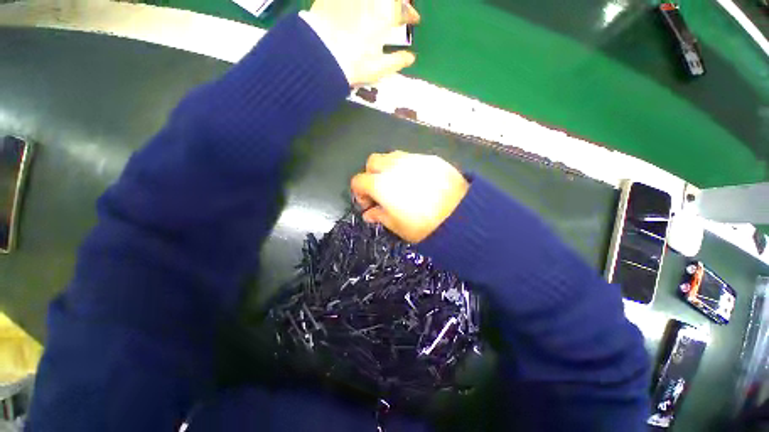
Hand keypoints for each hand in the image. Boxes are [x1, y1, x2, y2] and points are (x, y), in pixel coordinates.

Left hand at [306, 0, 420, 85]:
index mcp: (384, 17)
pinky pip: (348, 0)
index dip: (410, 15)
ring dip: (380, 3)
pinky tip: (359, 9)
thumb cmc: (354, 64)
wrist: (321, 56)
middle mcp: (370, 1)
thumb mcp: (378, 68)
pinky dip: (360, 4)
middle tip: (398, 9)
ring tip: (380, 8)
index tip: (414, 20)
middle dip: (397, 2)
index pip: (403, 11)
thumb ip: (397, 61)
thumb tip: (411, 58)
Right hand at [350, 151, 468, 242]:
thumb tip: (369, 214)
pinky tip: (418, 182)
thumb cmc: (424, 225)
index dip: (359, 193)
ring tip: (400, 186)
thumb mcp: (397, 226)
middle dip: (371, 175)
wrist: (461, 215)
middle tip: (381, 192)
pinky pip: (412, 159)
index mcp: (381, 184)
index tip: (368, 205)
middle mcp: (394, 166)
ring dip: (389, 169)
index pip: (358, 181)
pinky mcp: (430, 159)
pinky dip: (408, 168)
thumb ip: (379, 216)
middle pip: (372, 161)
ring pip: (392, 156)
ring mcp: (413, 159)